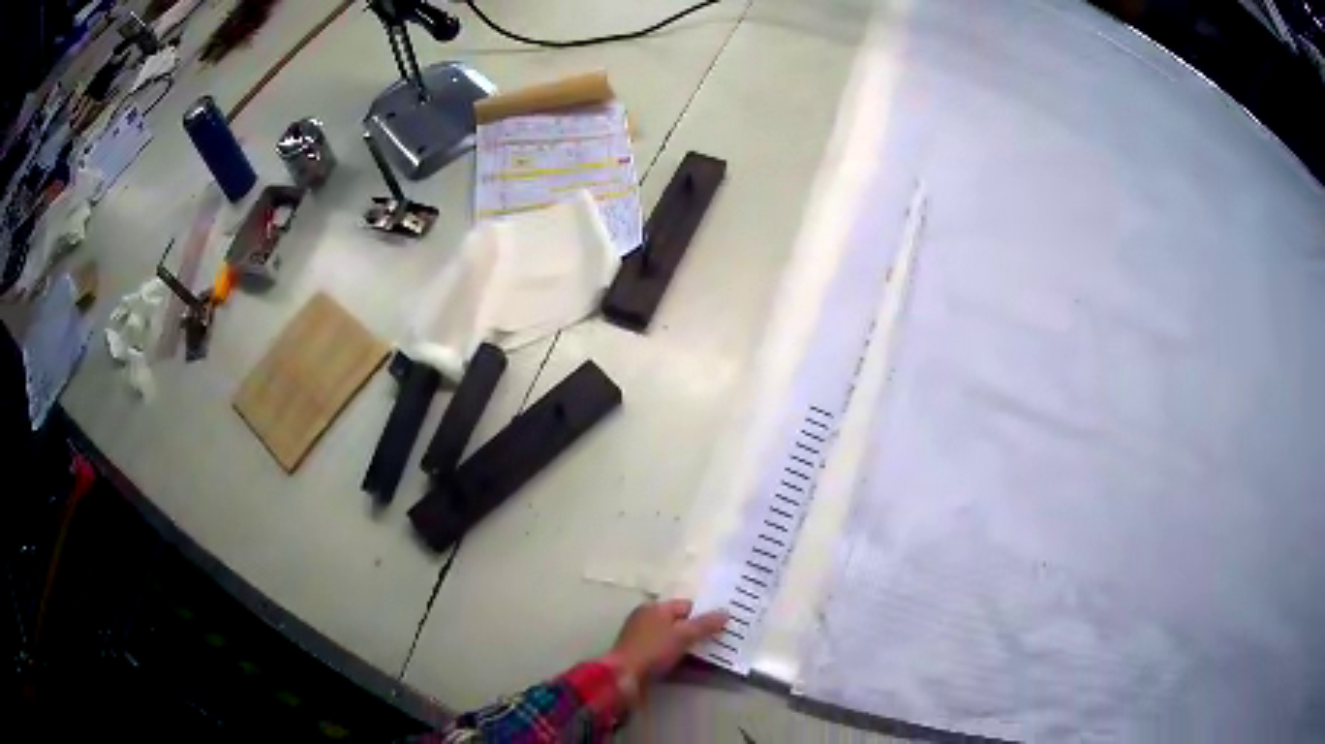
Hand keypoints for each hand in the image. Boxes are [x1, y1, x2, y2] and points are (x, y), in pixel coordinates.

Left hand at [606, 599, 728, 686]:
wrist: (624, 677)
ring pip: (676, 640)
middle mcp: (648, 620)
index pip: (687, 606)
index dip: (706, 614)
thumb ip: (705, 624)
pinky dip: (683, 658)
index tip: (726, 625)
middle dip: (701, 631)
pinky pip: (670, 653)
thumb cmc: (652, 650)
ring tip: (717, 654)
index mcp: (654, 608)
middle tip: (725, 640)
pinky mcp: (645, 657)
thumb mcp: (682, 635)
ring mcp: (645, 640)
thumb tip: (726, 613)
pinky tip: (699, 666)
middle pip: (681, 623)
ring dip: (693, 647)